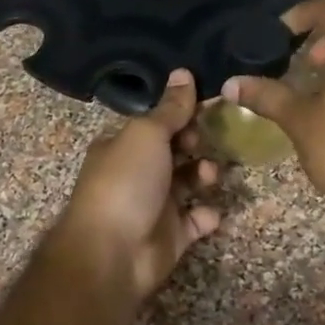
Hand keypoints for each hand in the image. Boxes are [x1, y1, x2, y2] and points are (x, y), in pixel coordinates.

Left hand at [48, 71, 220, 307]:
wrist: (112, 253)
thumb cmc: (125, 182)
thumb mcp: (147, 134)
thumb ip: (170, 108)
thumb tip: (183, 72)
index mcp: (123, 145)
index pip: (158, 122)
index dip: (183, 113)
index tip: (211, 105)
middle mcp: (137, 172)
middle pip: (175, 150)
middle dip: (197, 143)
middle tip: (212, 140)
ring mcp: (154, 205)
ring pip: (188, 183)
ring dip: (204, 174)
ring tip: (210, 174)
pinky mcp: (171, 236)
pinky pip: (196, 220)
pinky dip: (206, 214)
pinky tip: (210, 210)